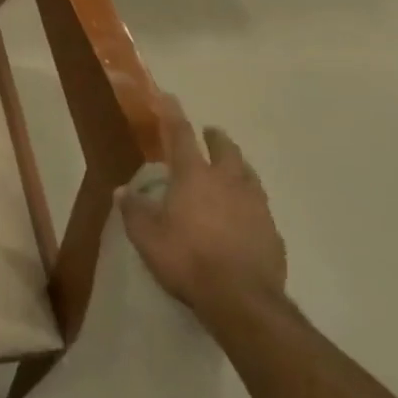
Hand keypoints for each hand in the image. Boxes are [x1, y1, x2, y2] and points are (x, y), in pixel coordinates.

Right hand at [117, 94, 286, 317]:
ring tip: (231, 168)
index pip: (180, 136)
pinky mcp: (273, 233)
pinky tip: (243, 214)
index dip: (172, 115)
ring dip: (237, 166)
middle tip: (210, 133)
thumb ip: (134, 209)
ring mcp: (256, 207)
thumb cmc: (186, 258)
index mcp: (194, 177)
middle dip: (216, 138)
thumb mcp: (146, 235)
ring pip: (248, 175)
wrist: (242, 300)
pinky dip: (248, 201)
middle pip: (225, 150)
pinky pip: (259, 207)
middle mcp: (228, 183)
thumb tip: (124, 190)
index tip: (169, 97)